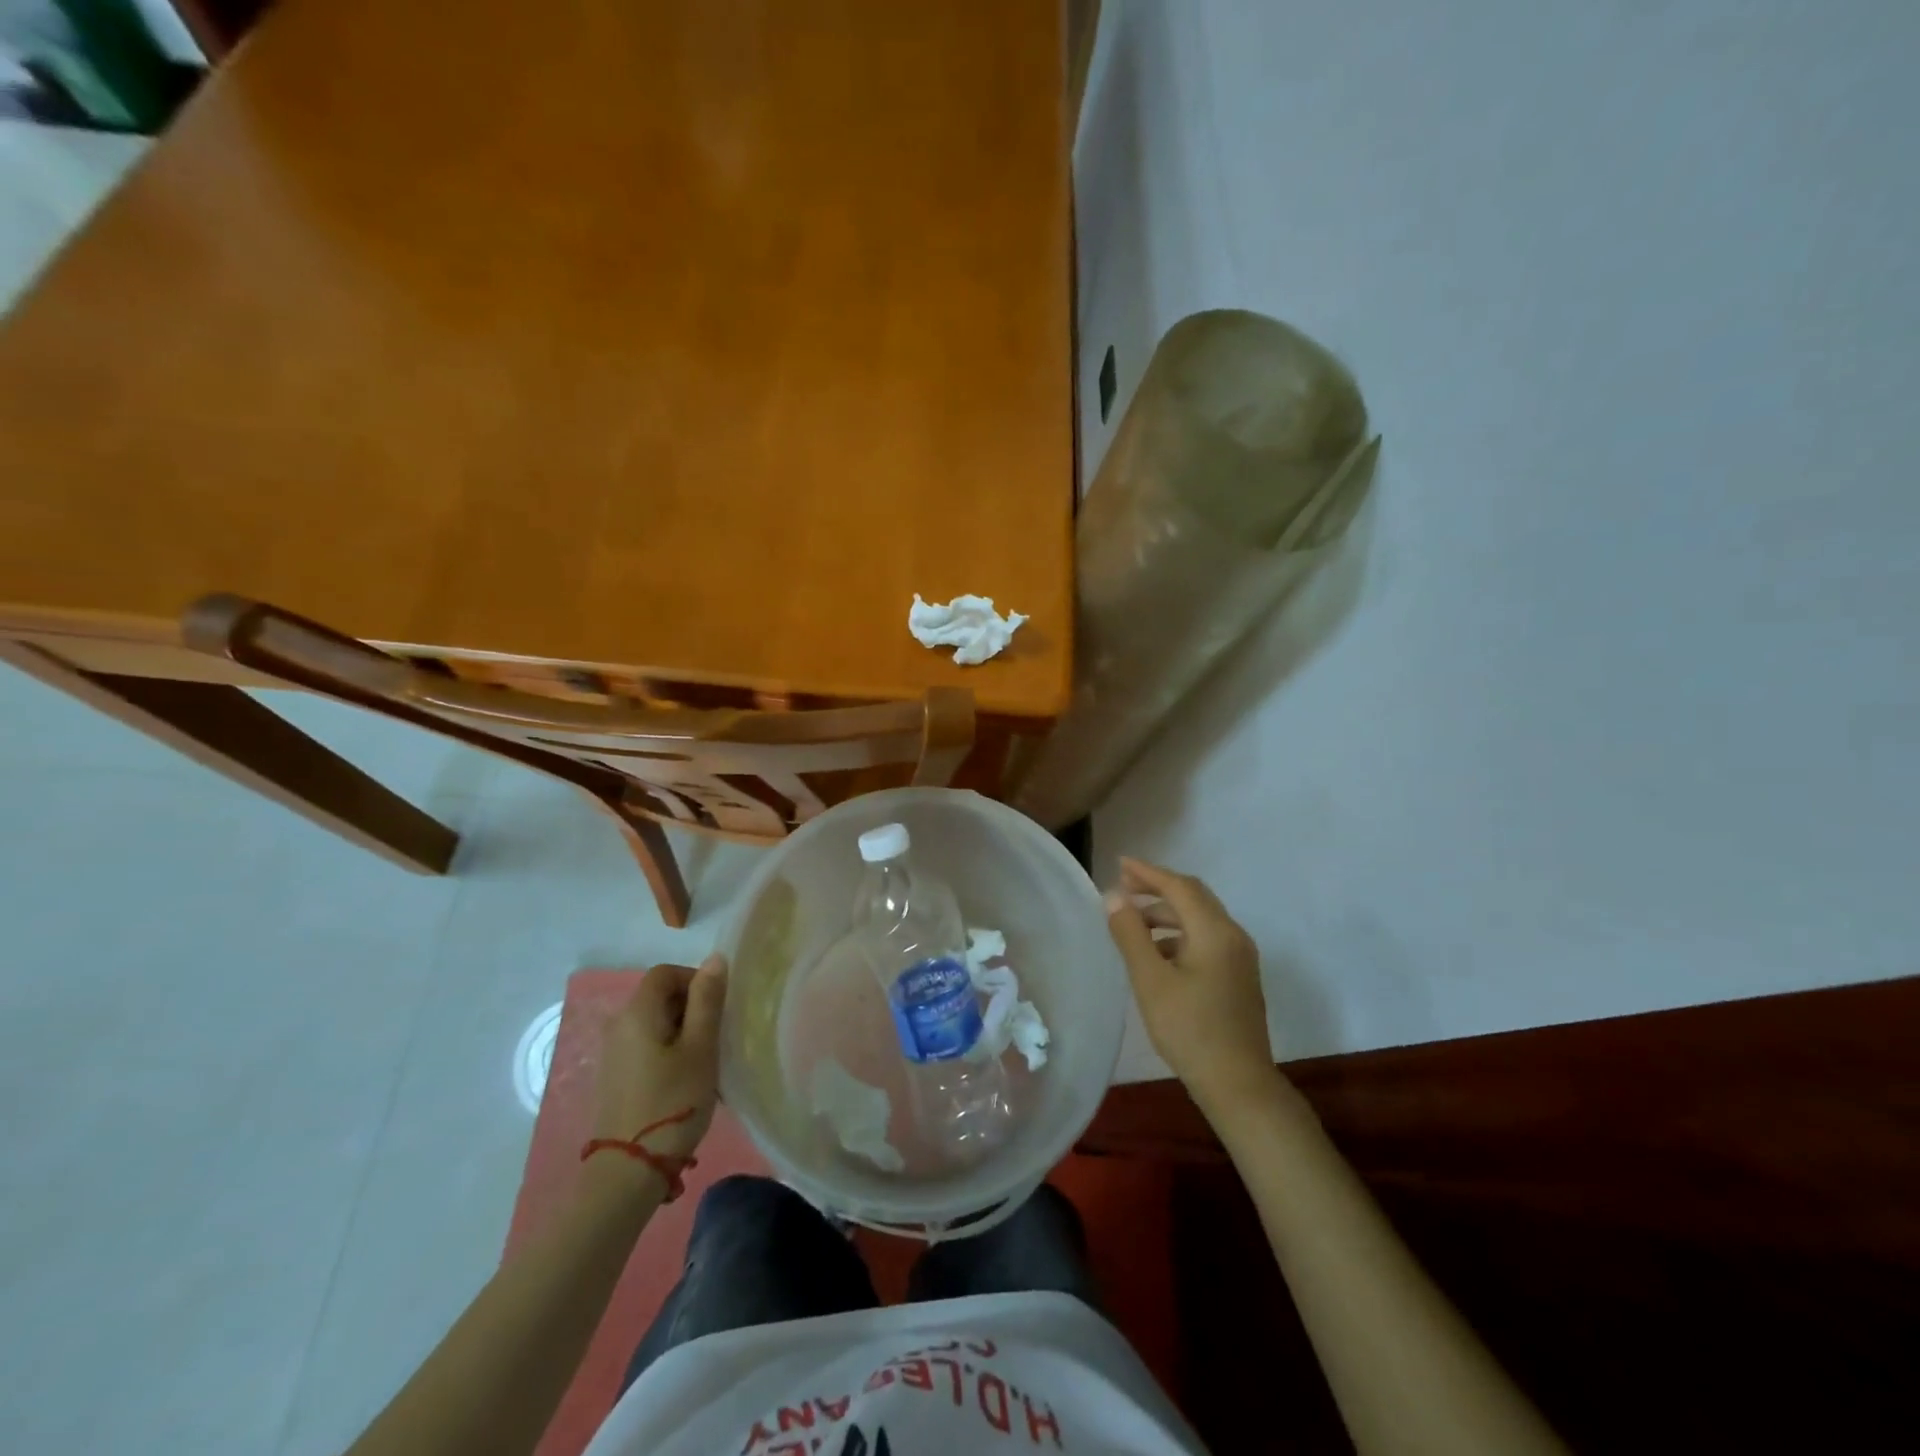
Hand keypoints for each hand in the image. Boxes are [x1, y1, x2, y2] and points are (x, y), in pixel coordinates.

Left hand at [592, 955, 727, 1163]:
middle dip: (692, 1006)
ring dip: (683, 1031)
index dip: (695, 979)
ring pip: (655, 1023)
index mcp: (637, 1012)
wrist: (629, 1171)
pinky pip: (646, 1045)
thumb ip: (708, 1000)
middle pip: (659, 996)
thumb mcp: (701, 1048)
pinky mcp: (615, 1076)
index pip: (665, 972)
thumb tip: (716, 958)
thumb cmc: (672, 1101)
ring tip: (705, 1060)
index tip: (718, 1007)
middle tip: (716, 1035)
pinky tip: (685, 1079)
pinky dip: (668, 1050)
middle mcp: (618, 1025)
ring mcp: (613, 1053)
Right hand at [1105, 859, 1280, 1116]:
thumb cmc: (1190, 1029)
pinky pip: (1205, 939)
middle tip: (1123, 887)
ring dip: (1167, 913)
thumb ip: (1131, 934)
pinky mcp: (1238, 977)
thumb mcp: (1150, 980)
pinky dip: (1178, 934)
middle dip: (1158, 888)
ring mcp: (1239, 958)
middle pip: (1193, 897)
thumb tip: (1113, 897)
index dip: (1147, 873)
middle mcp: (1233, 936)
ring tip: (1132, 921)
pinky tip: (1156, 953)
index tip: (1119, 865)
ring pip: (1200, 919)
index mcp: (1214, 931)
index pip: (1179, 887)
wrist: (1238, 1084)